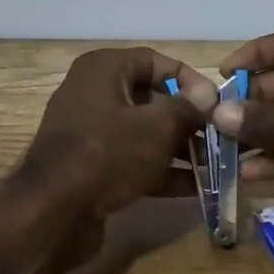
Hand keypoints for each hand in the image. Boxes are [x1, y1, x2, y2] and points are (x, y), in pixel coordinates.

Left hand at [22, 47, 218, 221]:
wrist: (53, 212)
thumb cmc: (107, 154)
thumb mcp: (156, 127)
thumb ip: (187, 109)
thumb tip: (208, 95)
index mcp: (103, 69)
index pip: (155, 62)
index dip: (190, 80)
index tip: (217, 105)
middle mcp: (93, 93)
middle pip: (151, 99)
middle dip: (188, 120)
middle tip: (220, 139)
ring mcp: (90, 132)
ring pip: (143, 133)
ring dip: (179, 148)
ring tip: (214, 166)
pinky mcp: (90, 167)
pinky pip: (132, 160)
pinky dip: (160, 171)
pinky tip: (195, 189)